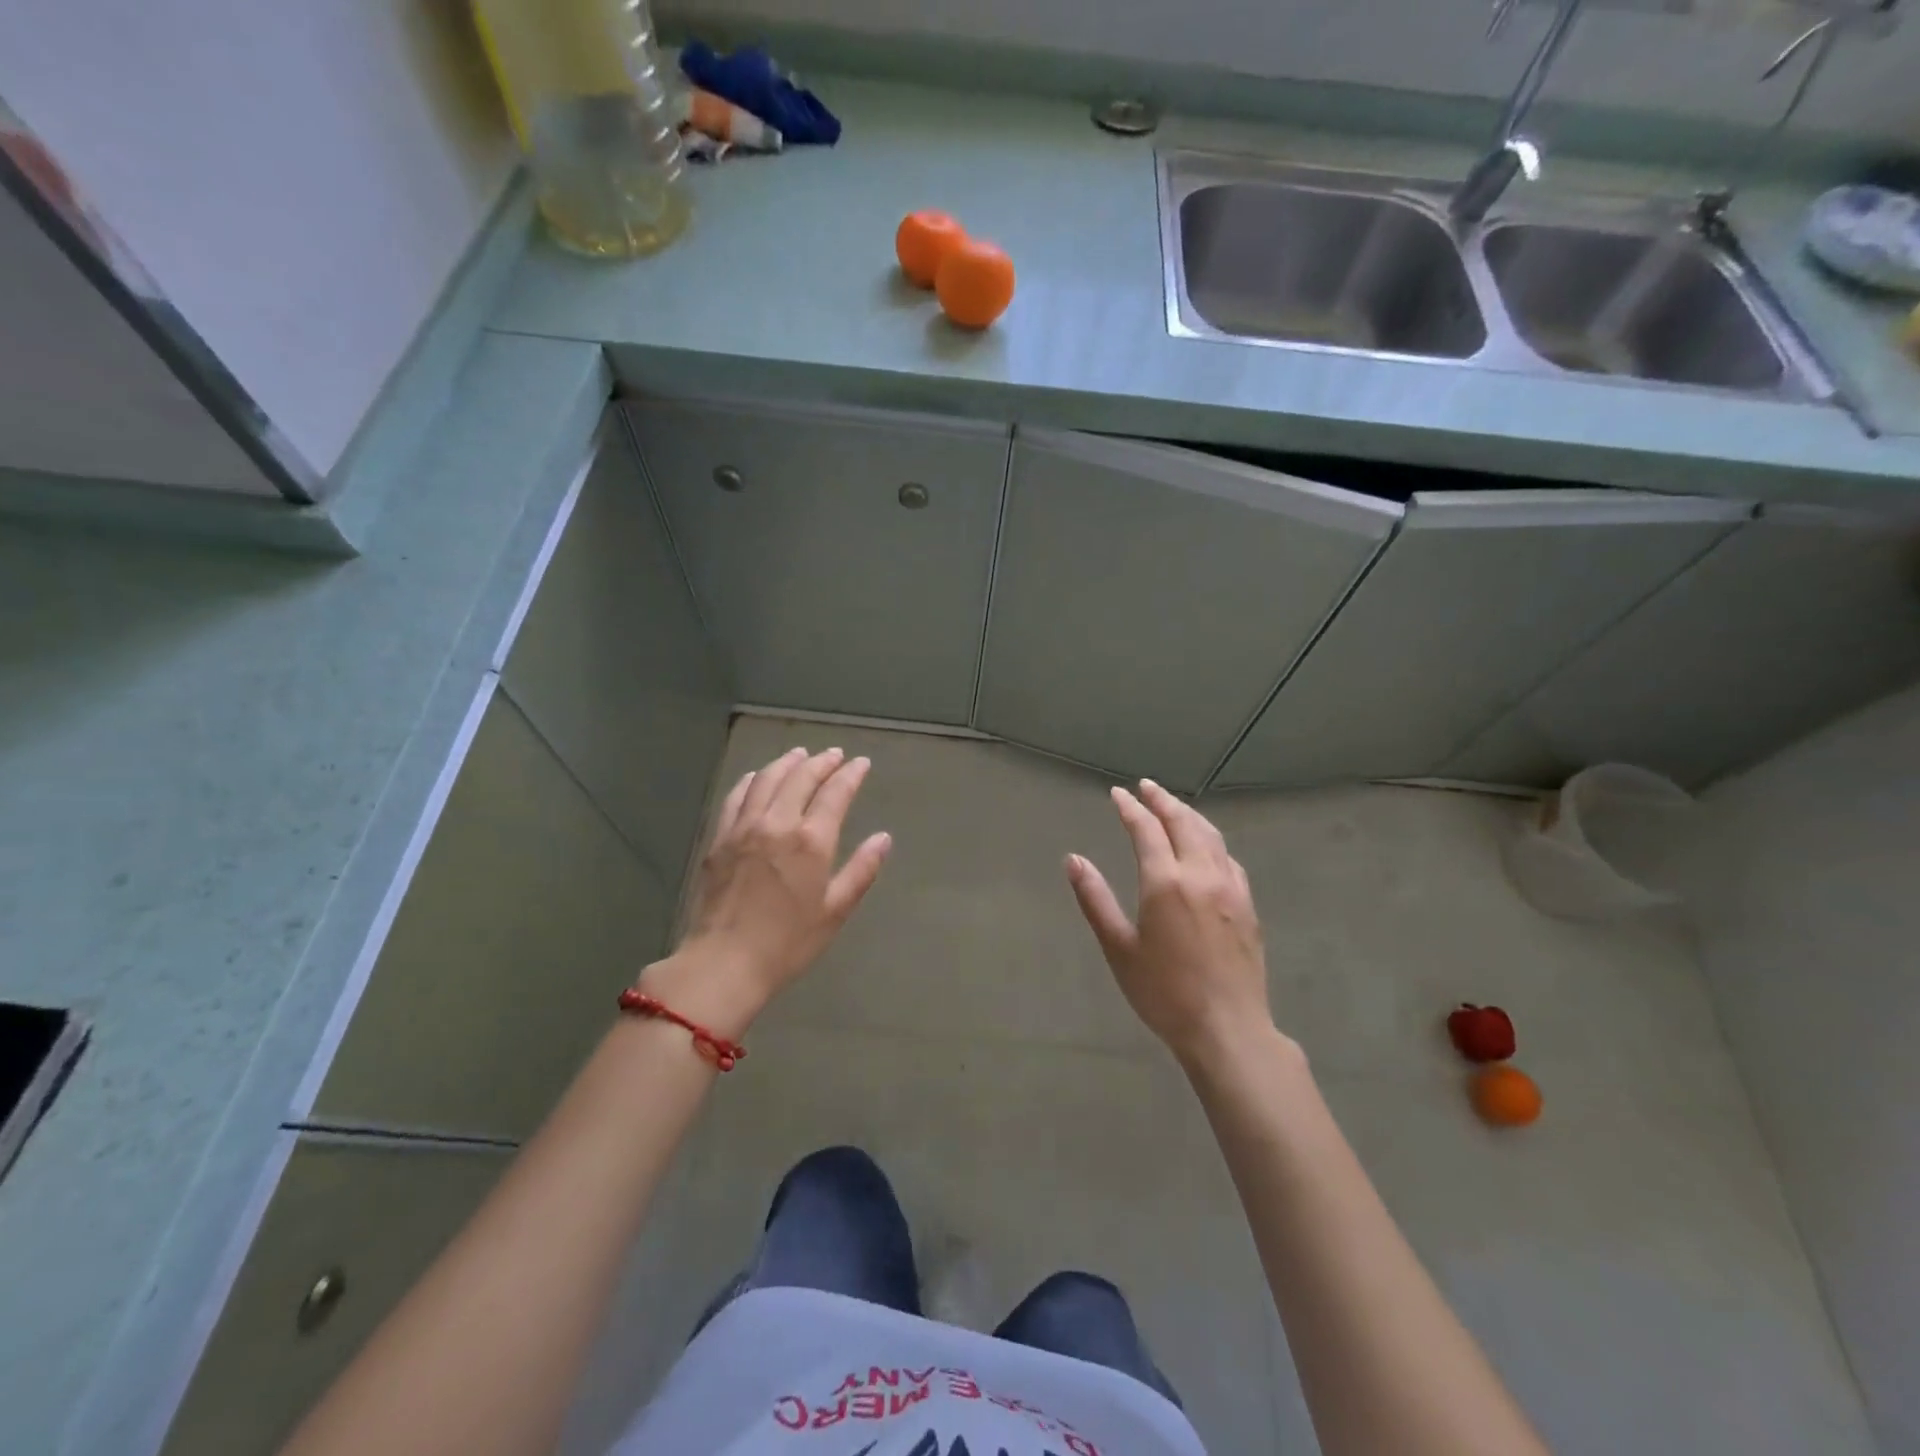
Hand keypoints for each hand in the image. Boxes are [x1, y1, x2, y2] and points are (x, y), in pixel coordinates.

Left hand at [647, 747, 890, 1029]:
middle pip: (801, 778)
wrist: (724, 963)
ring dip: (787, 763)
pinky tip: (758, 776)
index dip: (850, 774)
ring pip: (768, 780)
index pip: (835, 793)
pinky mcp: (720, 838)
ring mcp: (745, 827)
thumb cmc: (788, 943)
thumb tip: (883, 838)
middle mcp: (778, 823)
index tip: (861, 763)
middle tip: (834, 754)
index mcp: (812, 841)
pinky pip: (737, 796)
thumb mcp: (835, 911)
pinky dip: (752, 780)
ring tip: (800, 755)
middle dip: (821, 762)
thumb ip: (861, 870)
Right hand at [1066, 780, 1272, 1063]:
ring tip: (1174, 806)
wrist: (1227, 1028)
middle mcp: (1200, 874)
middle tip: (1146, 787)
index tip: (1117, 794)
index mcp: (1165, 882)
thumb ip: (1095, 899)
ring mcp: (1231, 888)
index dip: (1130, 808)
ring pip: (1211, 836)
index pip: (1146, 829)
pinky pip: (1228, 858)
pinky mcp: (1247, 905)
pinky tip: (1207, 848)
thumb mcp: (1119, 948)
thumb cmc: (1164, 992)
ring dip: (1189, 815)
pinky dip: (1211, 841)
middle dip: (1162, 800)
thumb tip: (1073, 860)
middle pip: (1183, 822)